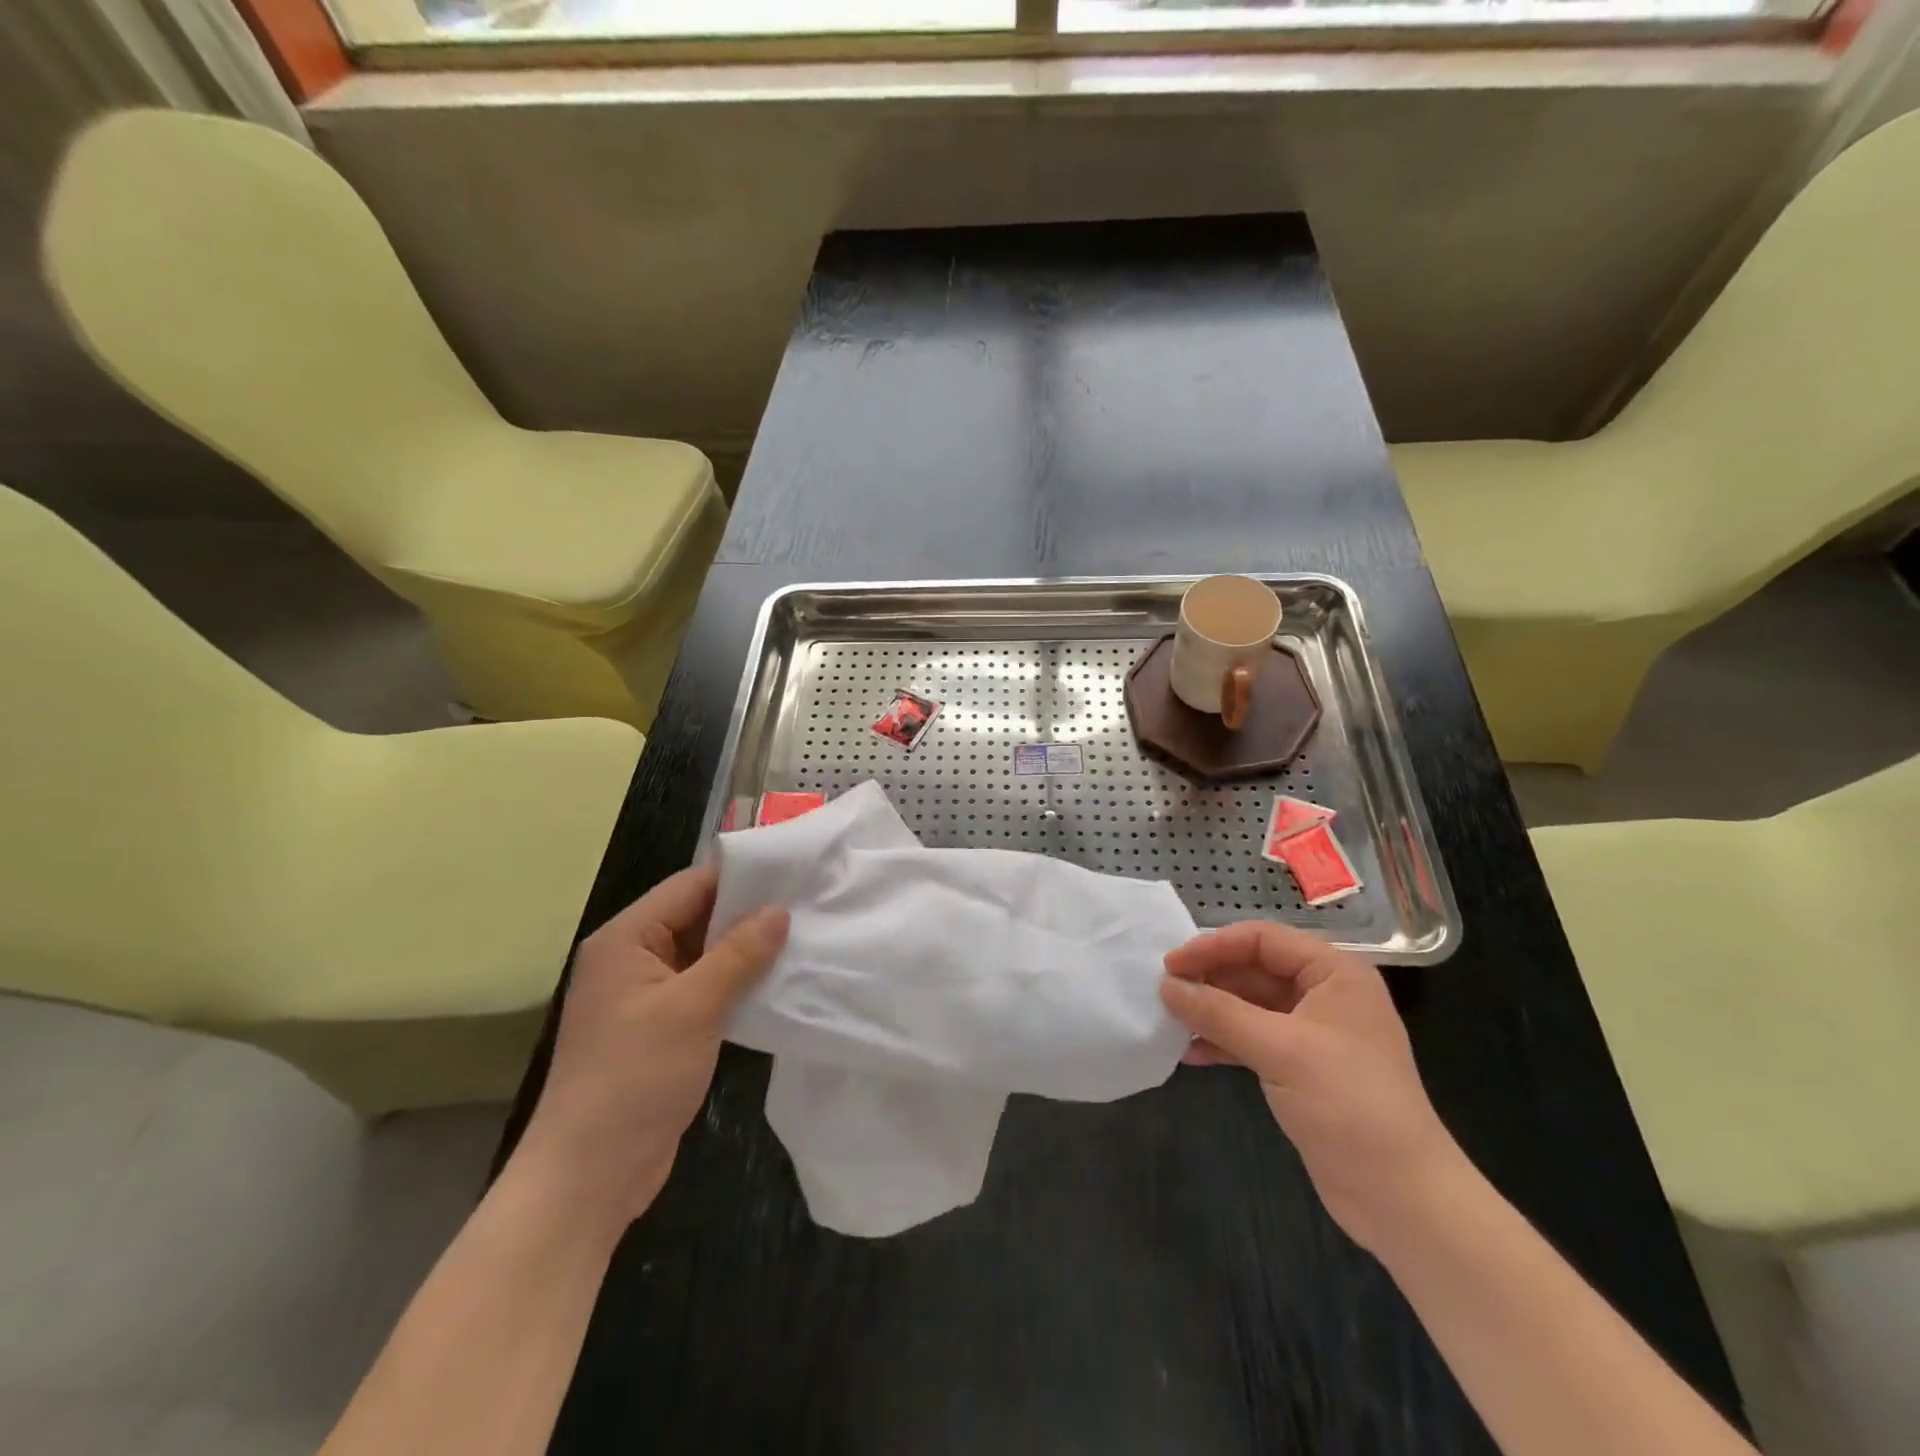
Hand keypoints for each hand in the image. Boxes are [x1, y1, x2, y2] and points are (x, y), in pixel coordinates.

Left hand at [516, 866, 787, 1228]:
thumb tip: (779, 912)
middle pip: (697, 918)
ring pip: (705, 955)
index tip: (792, 876)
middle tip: (806, 907)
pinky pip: (705, 989)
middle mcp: (632, 959)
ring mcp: (646, 996)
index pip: (689, 887)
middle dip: (748, 915)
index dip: (739, 878)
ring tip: (802, 940)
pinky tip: (777, 983)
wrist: (591, 1176)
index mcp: (625, 940)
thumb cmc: (635, 1078)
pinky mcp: (662, 1028)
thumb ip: (738, 954)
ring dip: (746, 952)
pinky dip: (736, 984)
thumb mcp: (693, 1007)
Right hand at [1161, 920, 1464, 1256]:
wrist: (1402, 1197)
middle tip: (1164, 992)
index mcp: (1335, 974)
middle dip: (1209, 978)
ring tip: (1170, 1020)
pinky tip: (1190, 1054)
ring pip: (1250, 1005)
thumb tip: (1166, 986)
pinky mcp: (1302, 1069)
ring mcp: (1314, 1033)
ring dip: (1211, 1011)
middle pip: (1254, 969)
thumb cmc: (1348, 1105)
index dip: (1213, 947)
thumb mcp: (1280, 1050)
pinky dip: (1223, 1042)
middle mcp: (1325, 995)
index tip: (1170, 966)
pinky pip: (1253, 1039)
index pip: (1262, 939)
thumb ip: (1219, 1013)